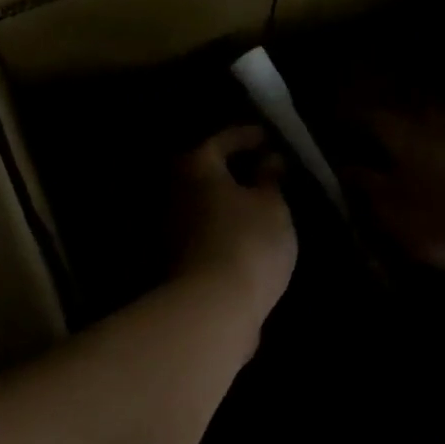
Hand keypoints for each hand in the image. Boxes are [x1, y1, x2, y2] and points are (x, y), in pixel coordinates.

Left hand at [171, 126, 297, 324]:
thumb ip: (270, 179)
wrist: (213, 308)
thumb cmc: (248, 242)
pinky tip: (248, 234)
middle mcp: (174, 191)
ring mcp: (171, 228)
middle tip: (267, 169)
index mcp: (196, 167)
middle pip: (206, 171)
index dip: (248, 135)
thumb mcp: (273, 205)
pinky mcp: (177, 260)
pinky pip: (206, 230)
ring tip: (263, 203)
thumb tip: (268, 161)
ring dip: (229, 200)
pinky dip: (225, 225)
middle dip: (235, 168)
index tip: (270, 136)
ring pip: (204, 203)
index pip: (222, 139)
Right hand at [345, 108, 444, 277]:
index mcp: (408, 141)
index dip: (357, 116)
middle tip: (379, 116)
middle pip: (415, 109)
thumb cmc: (443, 222)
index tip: (341, 119)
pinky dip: (444, 146)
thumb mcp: (393, 211)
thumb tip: (346, 166)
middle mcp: (438, 134)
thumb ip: (369, 186)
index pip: (376, 117)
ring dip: (424, 122)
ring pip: (441, 123)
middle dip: (397, 109)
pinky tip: (439, 161)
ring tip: (408, 134)